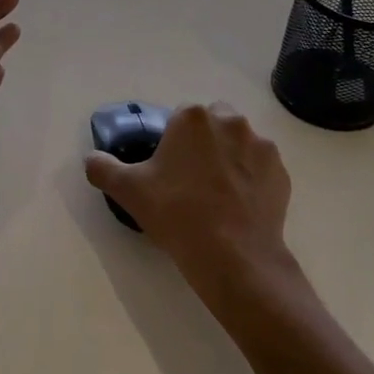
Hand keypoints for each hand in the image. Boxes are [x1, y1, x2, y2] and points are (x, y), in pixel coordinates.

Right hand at [85, 103, 298, 300]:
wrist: (232, 256)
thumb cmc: (176, 214)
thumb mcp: (128, 191)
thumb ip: (103, 168)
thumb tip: (91, 159)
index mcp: (192, 118)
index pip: (180, 117)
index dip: (172, 141)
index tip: (168, 168)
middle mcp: (230, 121)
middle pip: (213, 122)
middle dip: (204, 141)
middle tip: (191, 178)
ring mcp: (260, 146)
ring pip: (239, 143)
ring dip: (229, 157)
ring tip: (217, 195)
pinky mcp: (281, 172)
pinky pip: (260, 168)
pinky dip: (251, 179)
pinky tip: (239, 206)